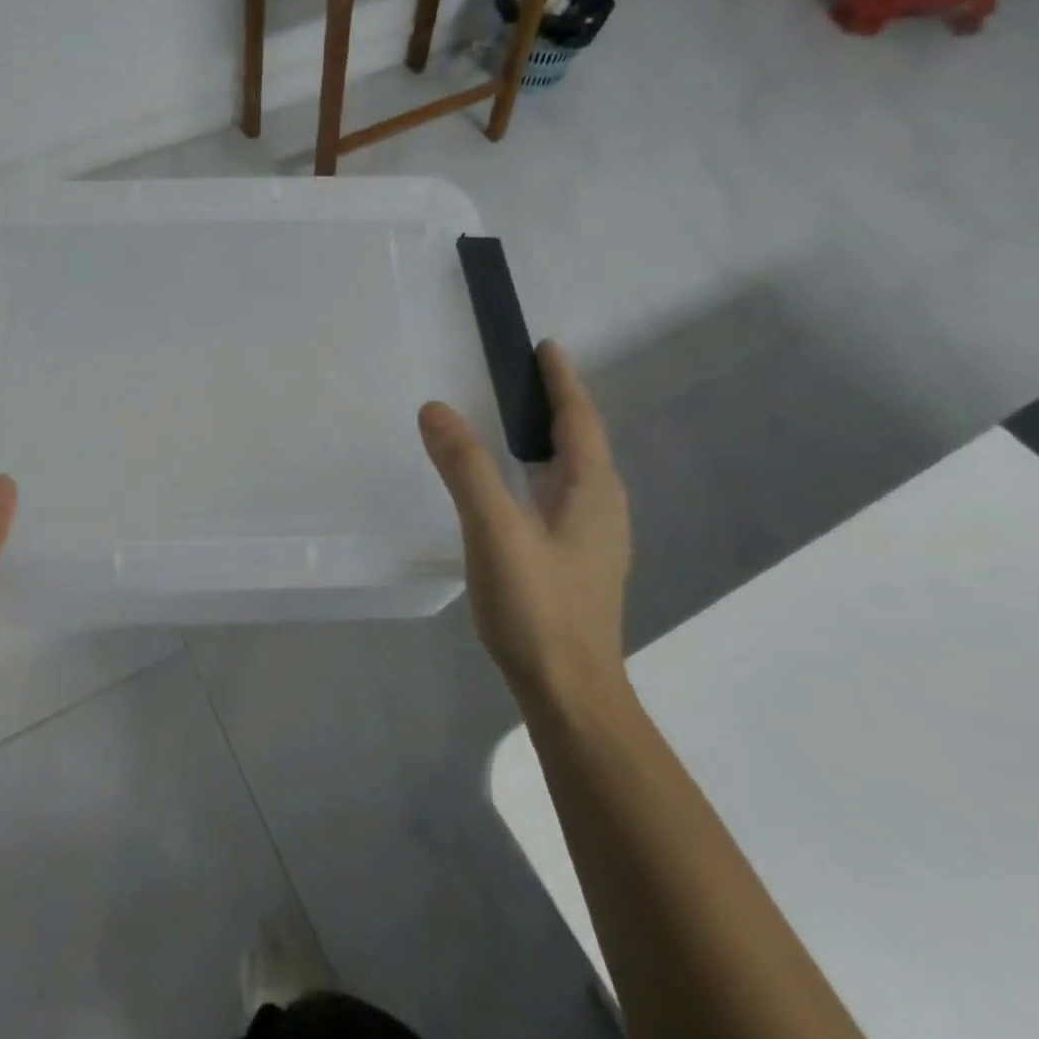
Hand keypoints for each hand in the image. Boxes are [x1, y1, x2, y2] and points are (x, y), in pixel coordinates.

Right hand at [419, 341, 631, 714]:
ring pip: (574, 471)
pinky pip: (563, 495)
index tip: (545, 347)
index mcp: (592, 491)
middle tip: (523, 376)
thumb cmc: (538, 608)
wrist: (570, 692)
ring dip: (552, 437)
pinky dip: (543, 470)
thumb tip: (435, 408)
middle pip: (583, 441)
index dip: (562, 381)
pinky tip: (519, 486)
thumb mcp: (495, 531)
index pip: (579, 419)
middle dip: (558, 404)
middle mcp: (602, 508)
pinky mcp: (578, 562)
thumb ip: (466, 469)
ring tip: (519, 420)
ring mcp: (594, 538)